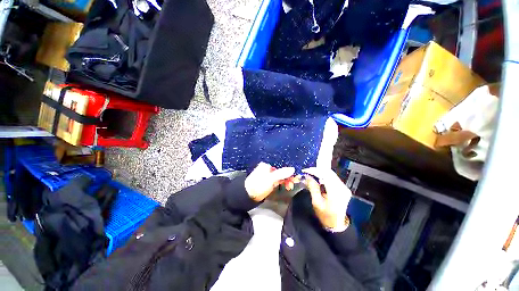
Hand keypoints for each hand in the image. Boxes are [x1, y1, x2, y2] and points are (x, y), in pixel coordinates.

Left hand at [245, 162, 295, 201]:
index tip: (295, 178)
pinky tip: (285, 187)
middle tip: (292, 184)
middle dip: (288, 177)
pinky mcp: (269, 182)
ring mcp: (268, 176)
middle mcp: (268, 169)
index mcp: (267, 166)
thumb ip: (282, 173)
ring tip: (289, 187)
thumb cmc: (259, 185)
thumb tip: (293, 168)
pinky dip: (282, 183)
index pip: (281, 166)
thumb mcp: (271, 179)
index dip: (289, 172)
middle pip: (281, 171)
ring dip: (286, 181)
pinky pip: (278, 181)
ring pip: (281, 176)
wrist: (248, 196)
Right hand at [302, 167, 351, 230]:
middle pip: (329, 172)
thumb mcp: (316, 202)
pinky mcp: (344, 188)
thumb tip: (307, 176)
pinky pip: (333, 178)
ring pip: (331, 174)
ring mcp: (344, 188)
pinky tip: (319, 178)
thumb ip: (312, 187)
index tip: (305, 170)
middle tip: (307, 171)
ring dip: (321, 172)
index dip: (315, 170)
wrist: (336, 225)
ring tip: (311, 174)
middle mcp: (342, 188)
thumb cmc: (325, 215)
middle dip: (317, 170)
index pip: (325, 174)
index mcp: (336, 192)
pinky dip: (325, 176)